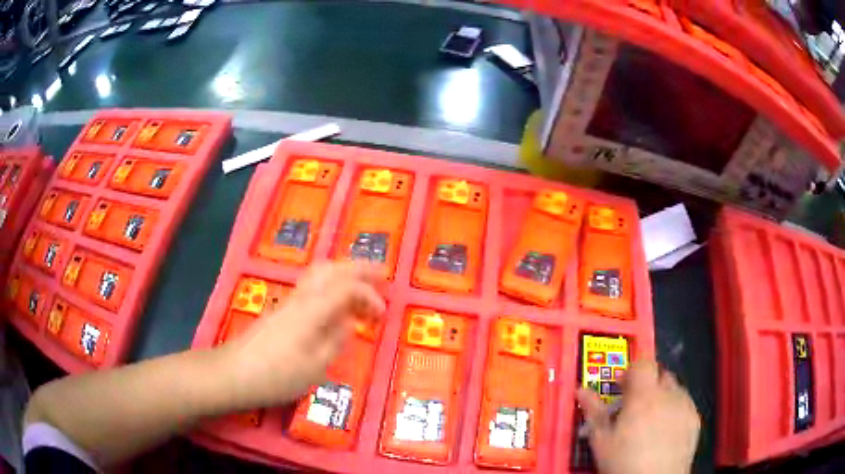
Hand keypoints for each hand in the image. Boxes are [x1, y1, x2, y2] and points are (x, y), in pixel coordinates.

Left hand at [223, 261, 385, 408]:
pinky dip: (329, 286)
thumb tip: (348, 324)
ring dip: (343, 274)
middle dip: (358, 268)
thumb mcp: (315, 367)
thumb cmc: (277, 375)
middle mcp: (301, 297)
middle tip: (380, 274)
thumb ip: (335, 341)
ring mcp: (288, 302)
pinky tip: (333, 303)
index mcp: (313, 309)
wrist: (234, 373)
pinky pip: (310, 287)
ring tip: (360, 285)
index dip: (368, 295)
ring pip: (318, 274)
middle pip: (331, 268)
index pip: (347, 287)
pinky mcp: (280, 311)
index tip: (382, 315)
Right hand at [577, 361, 699, 473]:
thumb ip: (594, 411)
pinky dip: (674, 410)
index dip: (632, 370)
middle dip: (647, 384)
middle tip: (633, 405)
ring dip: (662, 396)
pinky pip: (685, 404)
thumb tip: (581, 390)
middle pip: (660, 374)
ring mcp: (686, 406)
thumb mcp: (602, 440)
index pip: (643, 363)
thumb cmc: (623, 462)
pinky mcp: (695, 420)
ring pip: (674, 389)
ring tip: (650, 421)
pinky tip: (664, 432)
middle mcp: (669, 394)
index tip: (621, 386)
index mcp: (645, 395)